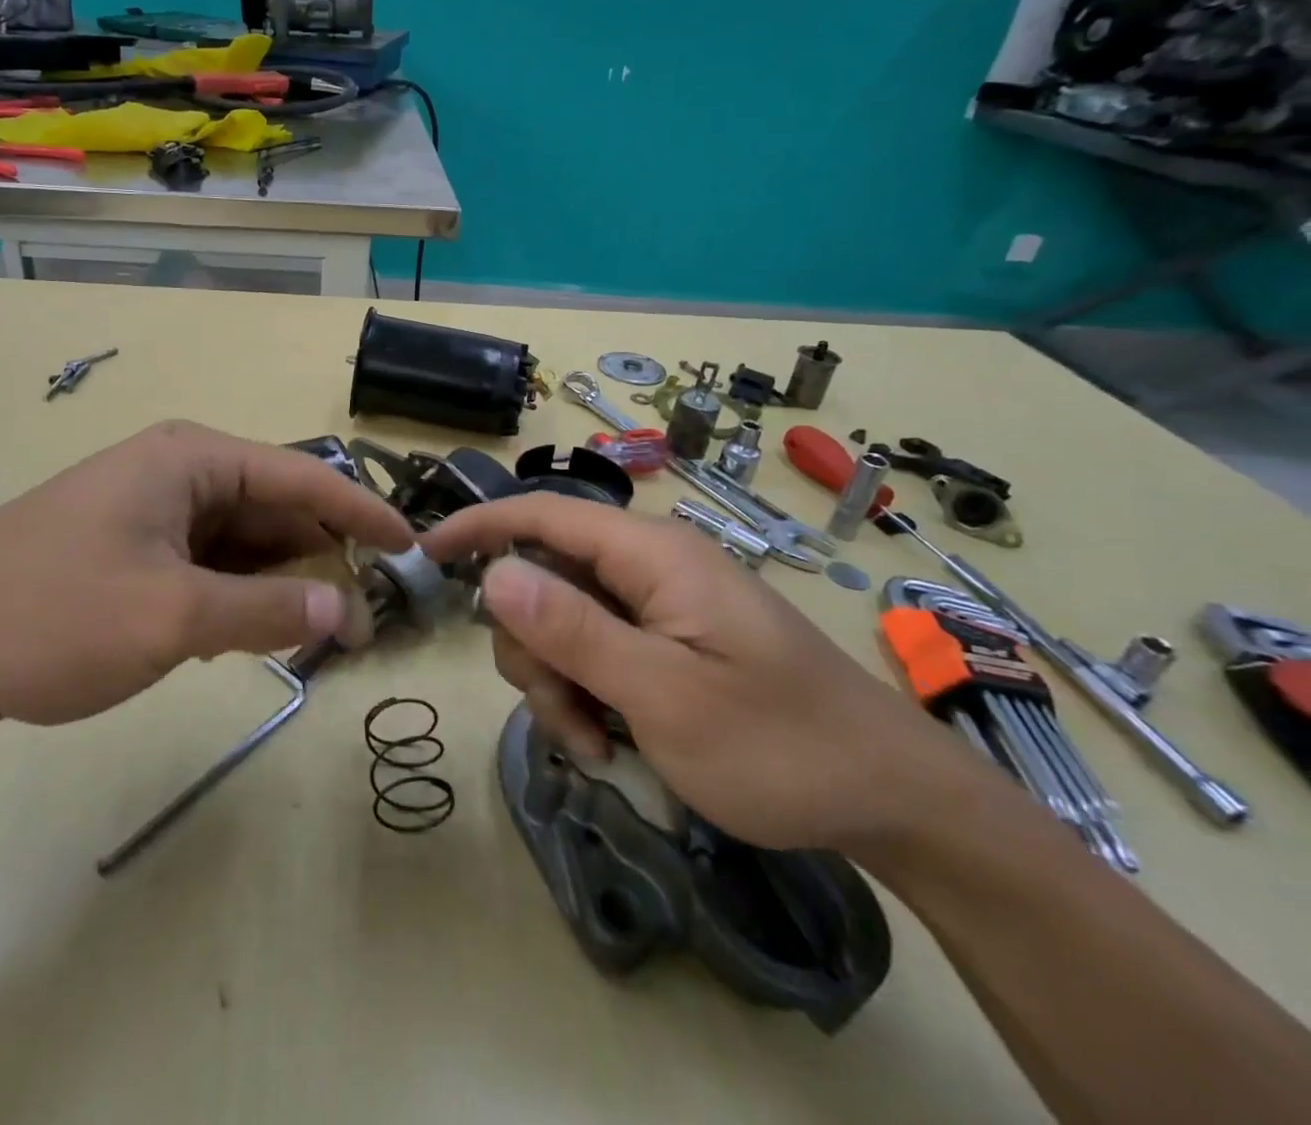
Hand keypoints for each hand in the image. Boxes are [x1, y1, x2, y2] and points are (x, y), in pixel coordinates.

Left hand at [0, 421, 413, 725]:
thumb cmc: (50, 614)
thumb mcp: (171, 617)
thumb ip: (269, 613)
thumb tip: (349, 611)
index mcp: (193, 460)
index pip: (305, 477)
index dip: (364, 514)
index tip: (413, 551)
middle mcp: (178, 472)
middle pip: (276, 510)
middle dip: (321, 561)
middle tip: (363, 620)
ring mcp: (152, 510)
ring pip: (243, 542)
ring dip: (280, 585)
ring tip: (316, 637)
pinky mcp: (131, 547)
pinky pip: (208, 564)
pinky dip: (238, 596)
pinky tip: (248, 636)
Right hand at [420, 495, 982, 853]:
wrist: (890, 799)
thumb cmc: (780, 744)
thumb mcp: (663, 695)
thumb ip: (573, 630)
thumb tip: (494, 573)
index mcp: (649, 553)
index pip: (540, 513)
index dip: (477, 526)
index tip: (423, 555)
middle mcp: (647, 565)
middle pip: (542, 579)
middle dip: (531, 647)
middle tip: (562, 715)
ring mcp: (657, 604)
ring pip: (561, 622)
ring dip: (556, 683)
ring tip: (595, 745)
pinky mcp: (665, 639)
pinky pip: (594, 650)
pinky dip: (585, 695)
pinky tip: (610, 744)